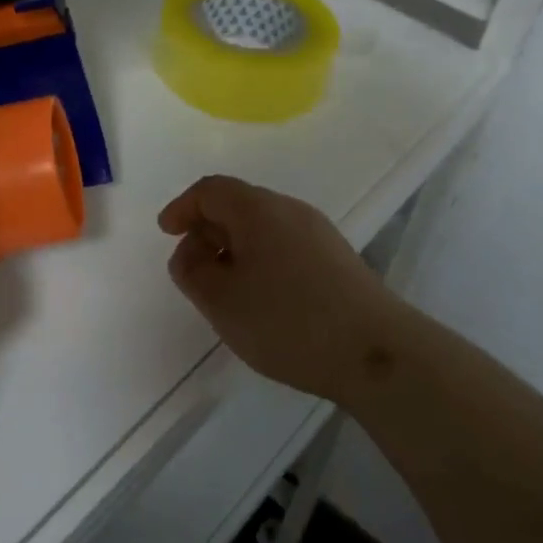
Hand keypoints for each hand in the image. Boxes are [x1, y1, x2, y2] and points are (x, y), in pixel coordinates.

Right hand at [159, 175, 399, 403]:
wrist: (375, 352)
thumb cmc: (287, 321)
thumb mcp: (221, 301)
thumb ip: (192, 271)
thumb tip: (189, 253)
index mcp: (257, 209)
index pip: (210, 190)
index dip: (183, 208)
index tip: (166, 233)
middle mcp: (289, 209)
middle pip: (238, 204)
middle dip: (207, 229)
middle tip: (192, 267)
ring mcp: (318, 232)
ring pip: (263, 226)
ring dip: (234, 247)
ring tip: (224, 287)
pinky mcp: (337, 258)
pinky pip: (285, 244)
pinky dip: (260, 259)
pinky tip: (262, 297)